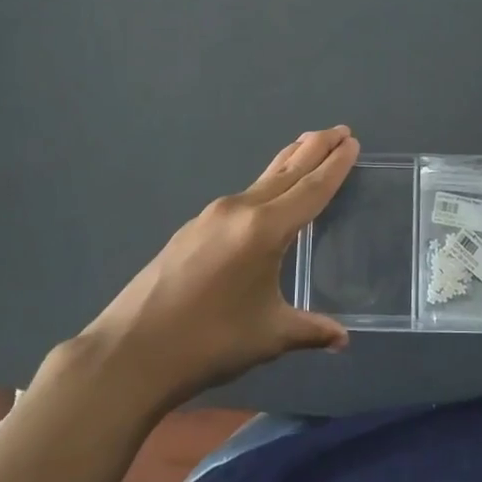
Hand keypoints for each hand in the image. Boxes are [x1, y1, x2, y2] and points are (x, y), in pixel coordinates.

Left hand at [62, 127, 359, 410]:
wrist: (130, 351)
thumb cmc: (209, 342)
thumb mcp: (269, 336)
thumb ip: (310, 330)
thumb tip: (342, 339)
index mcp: (264, 229)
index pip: (310, 190)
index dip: (334, 167)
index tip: (351, 143)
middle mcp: (239, 211)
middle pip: (286, 172)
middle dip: (315, 149)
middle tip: (340, 130)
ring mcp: (211, 216)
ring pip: (261, 181)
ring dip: (288, 163)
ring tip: (307, 146)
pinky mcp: (192, 229)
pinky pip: (241, 197)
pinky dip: (265, 186)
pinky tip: (266, 197)